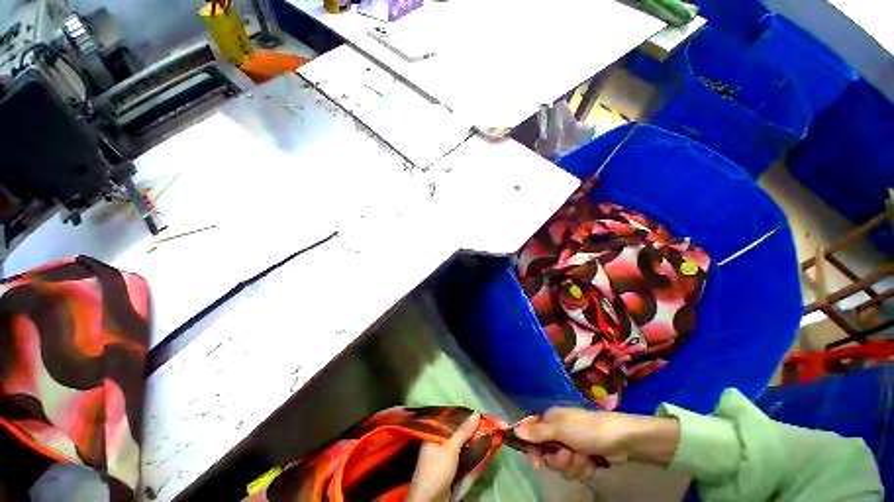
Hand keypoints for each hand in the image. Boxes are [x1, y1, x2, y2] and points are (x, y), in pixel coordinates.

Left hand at [408, 412, 480, 501]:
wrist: (430, 501)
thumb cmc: (437, 470)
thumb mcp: (451, 448)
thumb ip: (463, 432)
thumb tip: (476, 413)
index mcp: (433, 434)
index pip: (449, 420)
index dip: (462, 417)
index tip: (477, 413)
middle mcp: (437, 443)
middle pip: (455, 433)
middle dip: (469, 430)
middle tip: (485, 423)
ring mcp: (443, 457)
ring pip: (459, 445)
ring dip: (471, 442)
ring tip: (486, 433)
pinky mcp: (449, 469)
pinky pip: (461, 456)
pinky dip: (469, 453)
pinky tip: (480, 449)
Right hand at [514, 408, 679, 479]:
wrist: (620, 439)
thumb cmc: (587, 430)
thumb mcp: (560, 430)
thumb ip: (537, 432)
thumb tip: (515, 430)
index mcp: (551, 420)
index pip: (533, 435)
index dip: (533, 450)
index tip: (536, 465)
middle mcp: (560, 432)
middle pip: (548, 455)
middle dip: (560, 460)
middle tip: (569, 455)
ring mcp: (573, 445)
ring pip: (563, 466)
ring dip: (574, 466)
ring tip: (585, 457)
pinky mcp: (586, 457)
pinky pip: (577, 470)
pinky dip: (585, 469)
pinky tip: (593, 463)